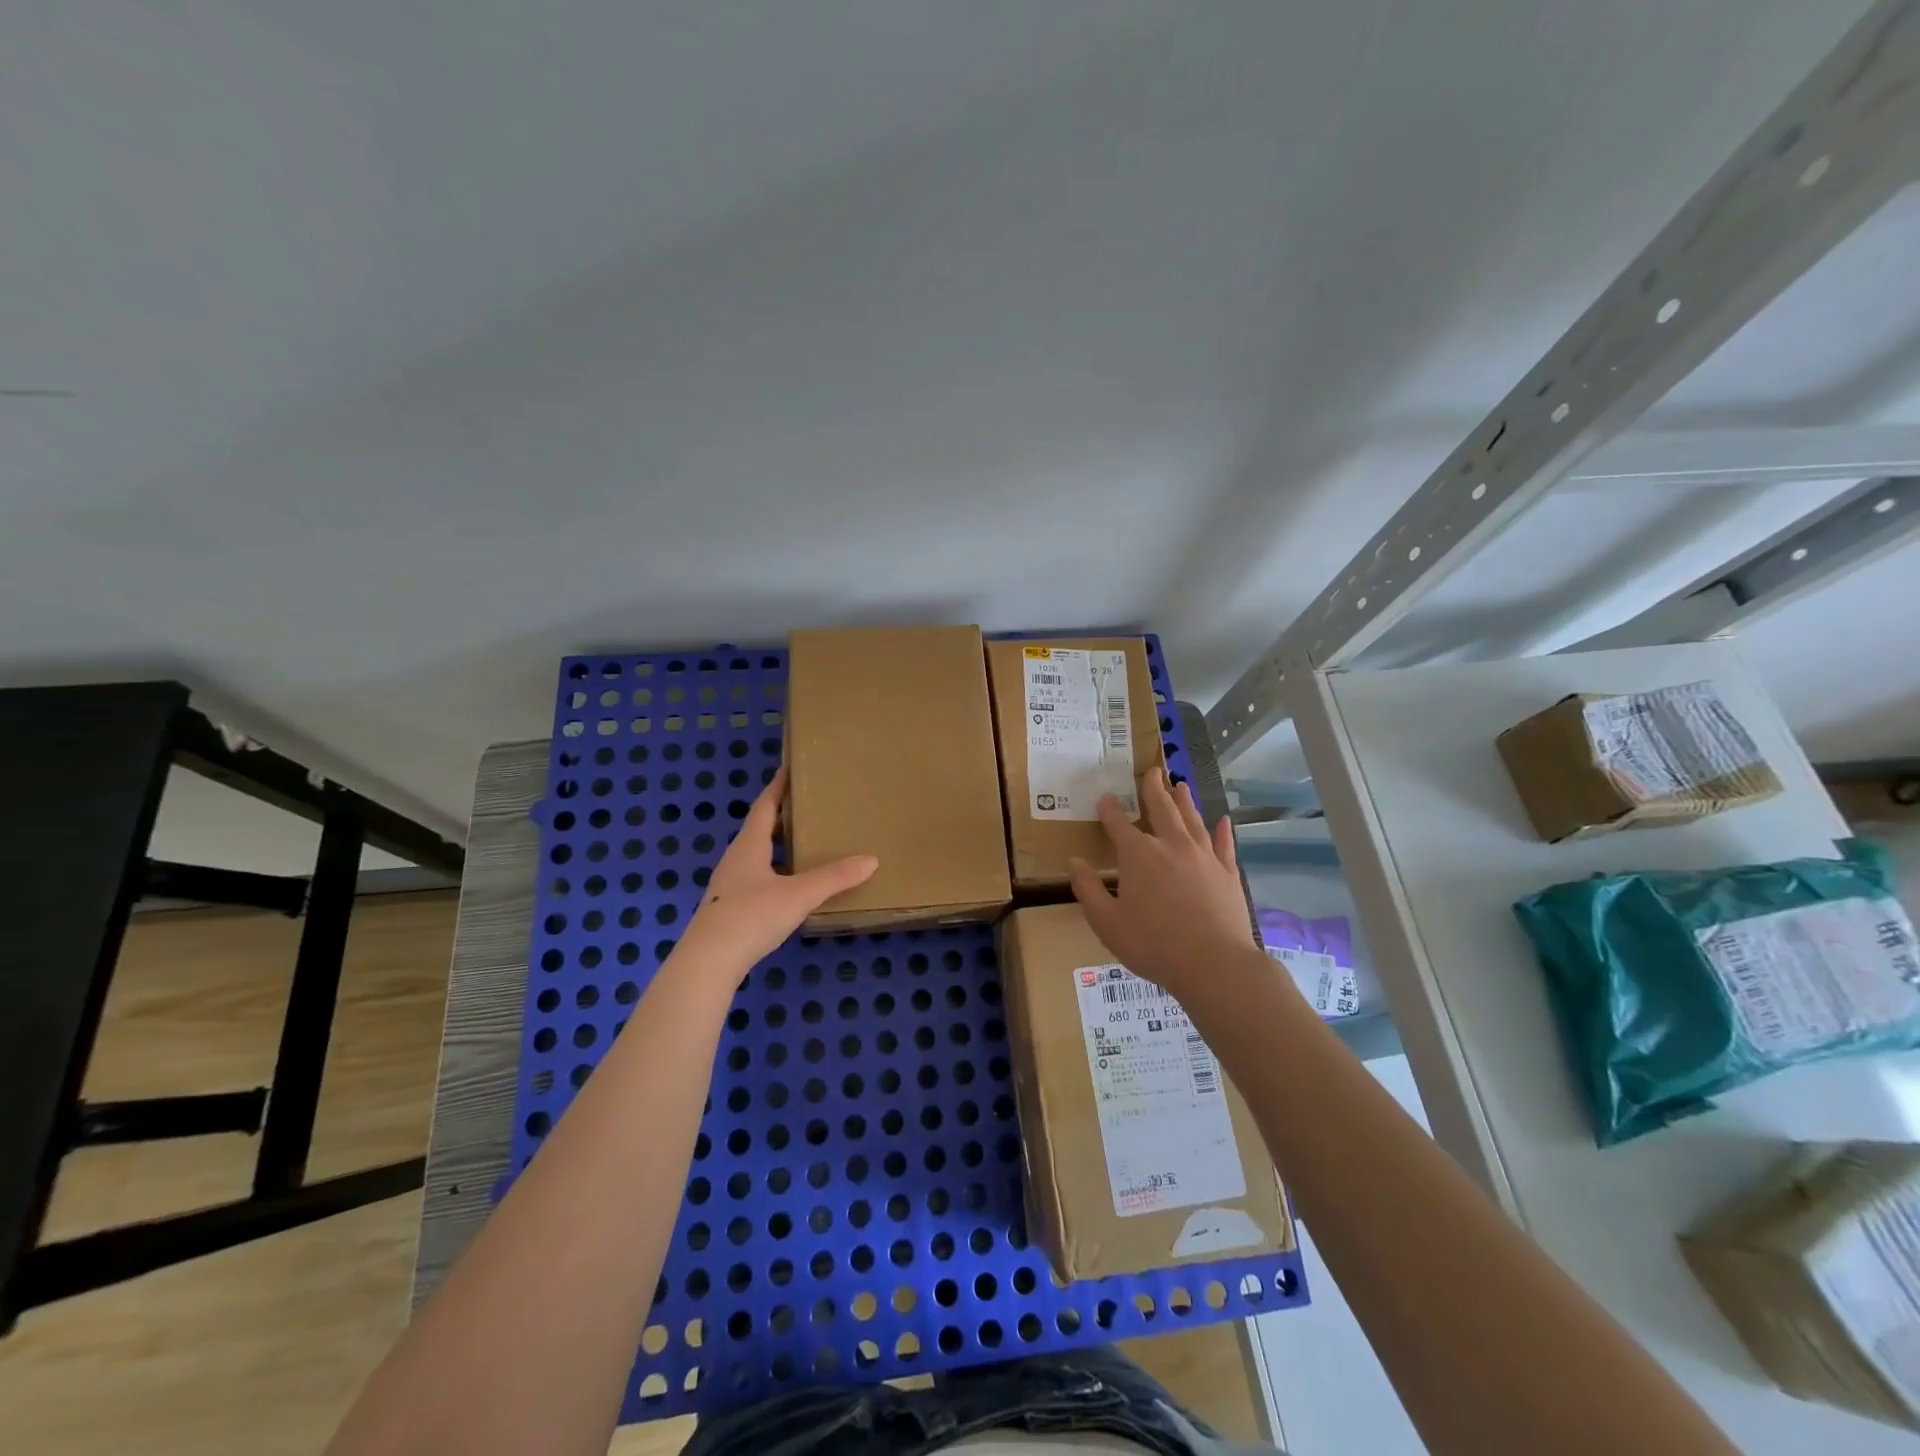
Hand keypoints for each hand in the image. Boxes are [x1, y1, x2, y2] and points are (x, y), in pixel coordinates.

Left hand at [681, 767, 877, 969]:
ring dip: (777, 844)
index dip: (778, 787)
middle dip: (781, 815)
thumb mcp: (799, 895)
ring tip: (804, 842)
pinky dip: (775, 870)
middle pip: (759, 828)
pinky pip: (756, 876)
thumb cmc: (751, 916)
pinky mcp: (729, 907)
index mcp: (749, 846)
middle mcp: (736, 859)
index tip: (790, 769)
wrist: (708, 962)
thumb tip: (871, 859)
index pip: (764, 806)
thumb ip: (835, 877)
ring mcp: (730, 884)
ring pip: (757, 854)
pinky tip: (789, 884)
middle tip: (808, 805)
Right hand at [1067, 770, 1256, 998]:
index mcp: (1138, 855)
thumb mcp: (1107, 922)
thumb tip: (1073, 862)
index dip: (1110, 810)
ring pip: (1192, 820)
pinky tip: (1223, 821)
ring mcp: (1203, 857)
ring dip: (1185, 801)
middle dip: (1154, 789)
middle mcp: (1171, 846)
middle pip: (1161, 809)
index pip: (1119, 824)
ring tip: (1181, 785)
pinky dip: (1222, 831)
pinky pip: (1224, 845)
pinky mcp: (1227, 873)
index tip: (1105, 797)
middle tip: (1153, 770)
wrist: (1214, 964)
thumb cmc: (1153, 944)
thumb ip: (1088, 890)